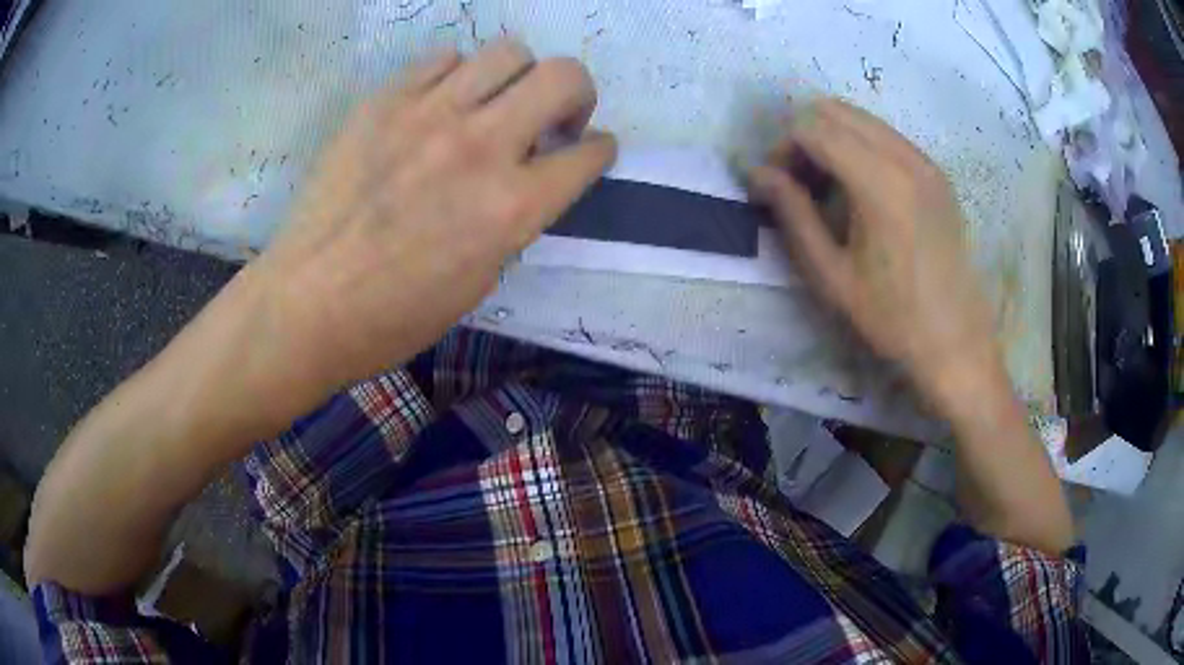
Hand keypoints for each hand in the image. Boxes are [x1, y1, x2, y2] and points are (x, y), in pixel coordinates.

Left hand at [252, 40, 616, 391]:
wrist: (308, 302)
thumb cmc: (394, 315)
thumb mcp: (480, 281)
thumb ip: (514, 219)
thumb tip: (525, 179)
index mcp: (511, 208)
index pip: (589, 153)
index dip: (598, 150)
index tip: (586, 150)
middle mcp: (481, 147)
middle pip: (564, 76)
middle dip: (576, 93)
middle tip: (551, 118)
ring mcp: (428, 114)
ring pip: (507, 52)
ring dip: (516, 77)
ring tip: (491, 105)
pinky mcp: (384, 101)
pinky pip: (442, 58)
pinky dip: (455, 76)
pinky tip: (438, 104)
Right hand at [748, 99, 997, 410]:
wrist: (956, 343)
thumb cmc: (892, 319)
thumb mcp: (831, 276)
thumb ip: (793, 214)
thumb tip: (757, 174)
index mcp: (879, 182)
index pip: (812, 128)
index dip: (783, 150)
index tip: (775, 189)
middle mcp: (905, 157)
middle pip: (834, 111)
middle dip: (805, 137)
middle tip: (799, 185)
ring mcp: (925, 161)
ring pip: (861, 119)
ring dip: (832, 140)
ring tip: (828, 190)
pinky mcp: (936, 173)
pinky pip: (886, 137)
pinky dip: (861, 148)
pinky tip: (861, 193)